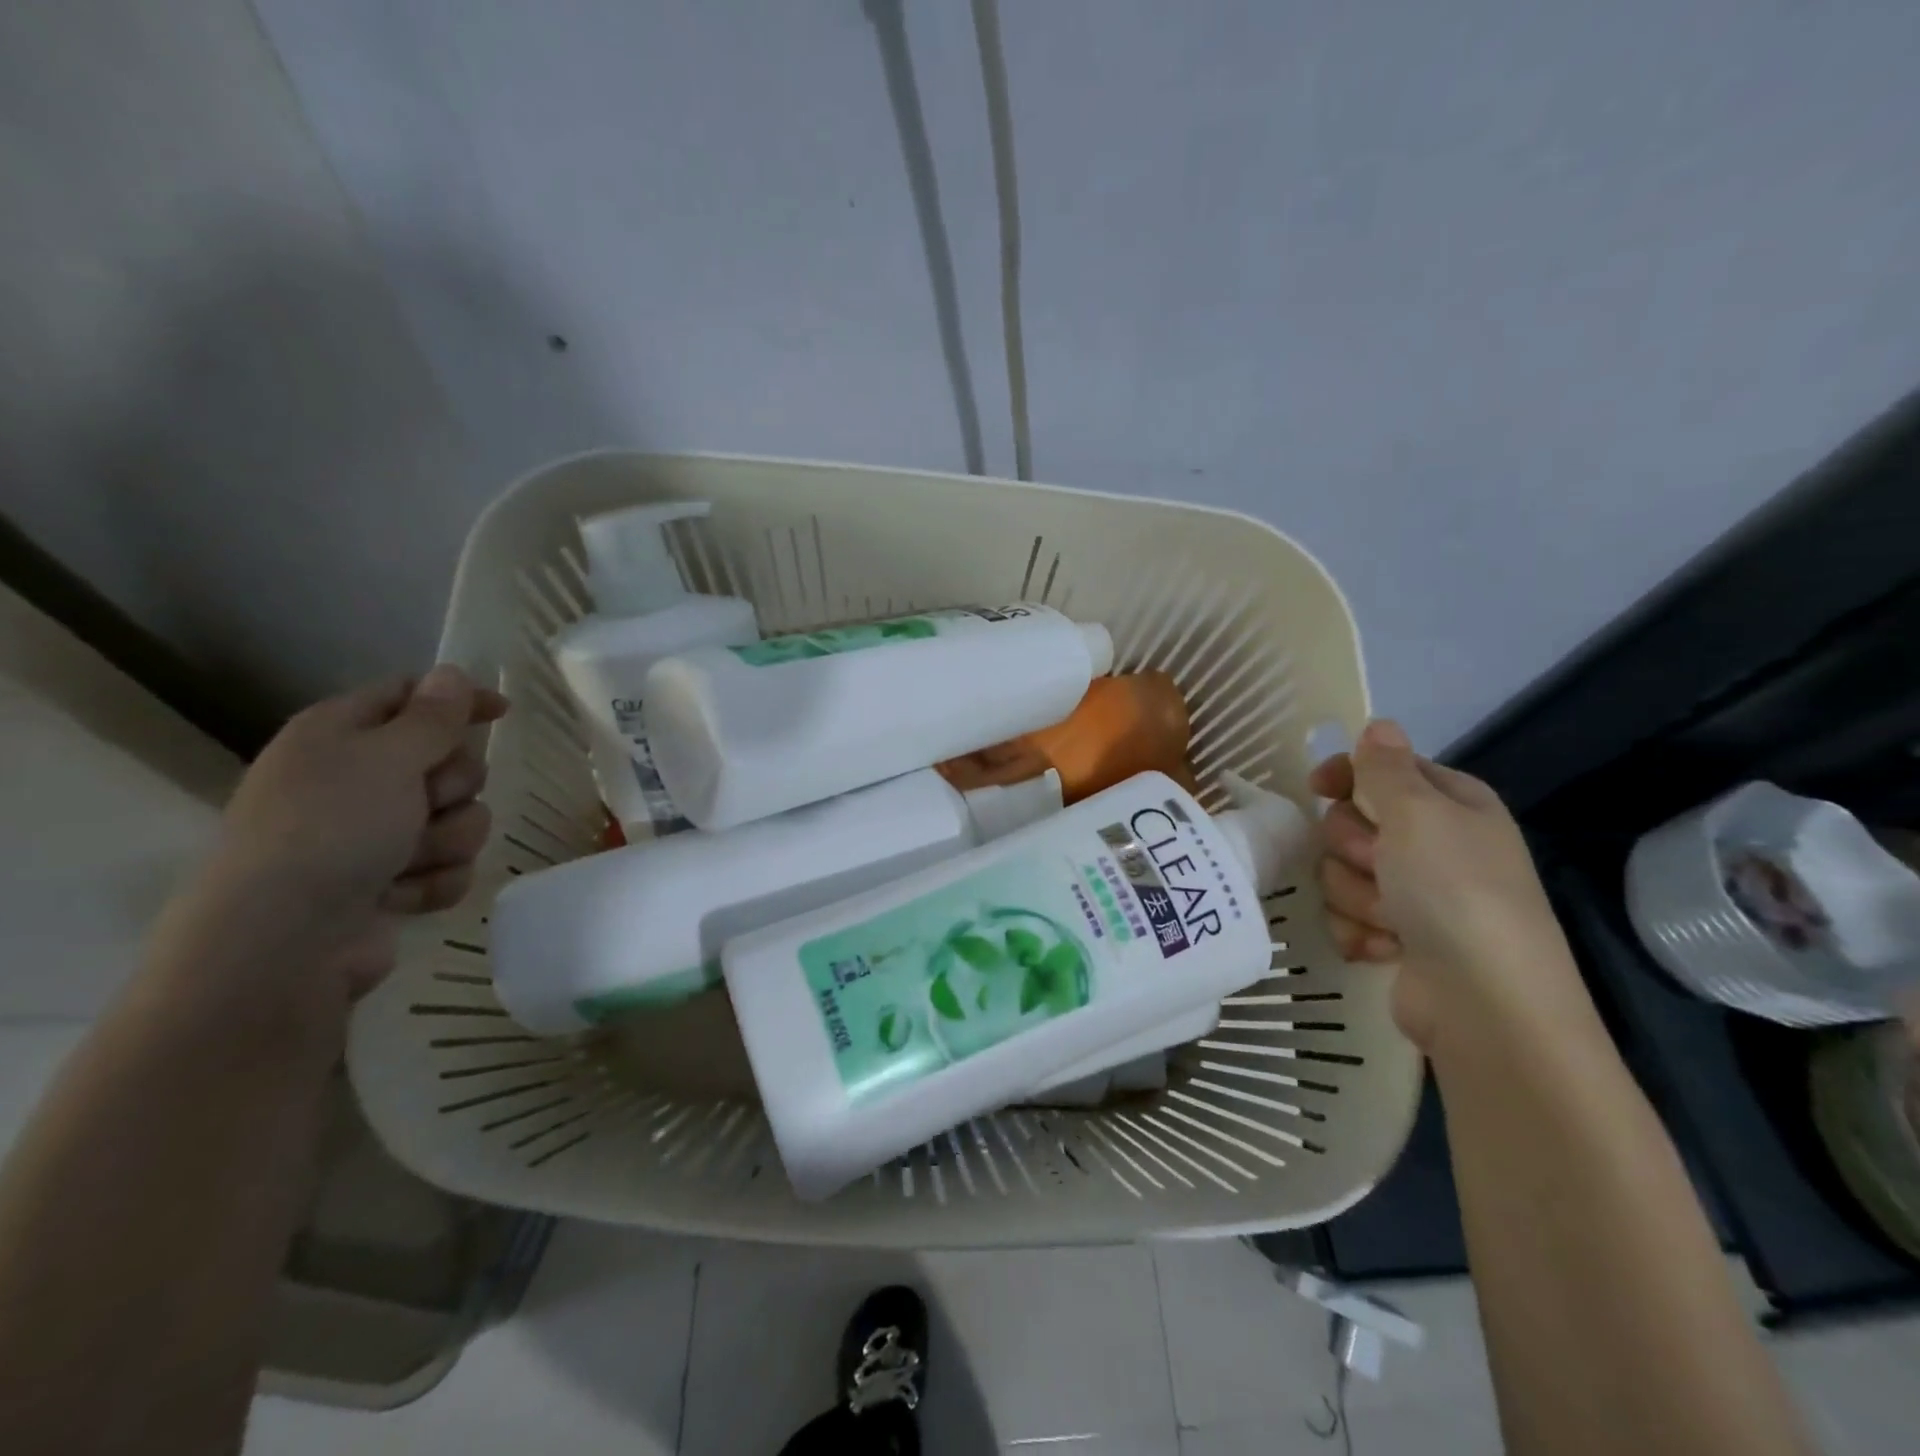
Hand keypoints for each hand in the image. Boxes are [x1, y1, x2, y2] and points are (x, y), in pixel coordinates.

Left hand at [168, 666, 508, 1003]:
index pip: (409, 696)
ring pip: (459, 820)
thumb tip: (452, 673)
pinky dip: (432, 881)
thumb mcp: (388, 758)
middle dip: (454, 787)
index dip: (457, 700)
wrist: (284, 943)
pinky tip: (399, 895)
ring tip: (405, 861)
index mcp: (339, 736)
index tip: (503, 712)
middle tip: (426, 802)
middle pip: (448, 763)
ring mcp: (373, 836)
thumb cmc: (332, 830)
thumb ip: (432, 716)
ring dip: (446, 840)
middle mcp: (356, 781)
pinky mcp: (390, 883)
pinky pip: (449, 867)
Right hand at [1309, 719, 1597, 1055]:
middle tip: (1379, 865)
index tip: (1318, 787)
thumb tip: (1379, 724)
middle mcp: (1436, 845)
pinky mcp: (1399, 938)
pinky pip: (1348, 916)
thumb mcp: (1419, 814)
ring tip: (1390, 920)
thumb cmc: (1454, 892)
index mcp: (1452, 805)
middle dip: (1353, 847)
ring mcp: (1417, 895)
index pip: (1384, 769)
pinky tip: (1385, 949)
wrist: (1484, 1003)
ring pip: (1343, 873)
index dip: (1348, 776)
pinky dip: (1359, 931)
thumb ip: (1386, 768)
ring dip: (1356, 895)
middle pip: (1354, 823)